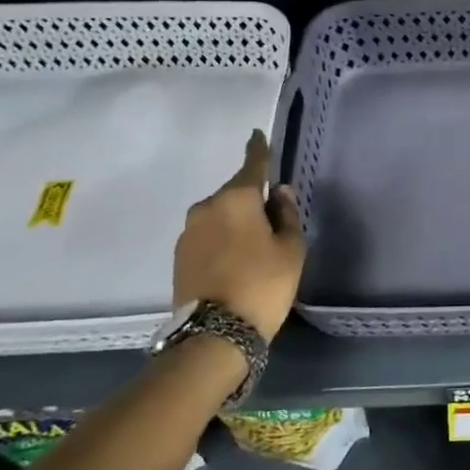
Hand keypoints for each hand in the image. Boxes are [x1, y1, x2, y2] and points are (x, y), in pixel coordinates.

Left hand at [172, 130, 303, 340]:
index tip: (256, 135)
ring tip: (253, 246)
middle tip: (271, 220)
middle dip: (251, 199)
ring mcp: (188, 232)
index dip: (258, 149)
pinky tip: (235, 260)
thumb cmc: (263, 284)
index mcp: (237, 198)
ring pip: (219, 215)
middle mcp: (207, 207)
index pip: (252, 164)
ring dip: (235, 221)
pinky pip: (207, 235)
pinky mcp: (178, 256)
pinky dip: (221, 239)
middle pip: (235, 193)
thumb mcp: (291, 248)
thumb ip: (286, 214)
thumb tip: (278, 192)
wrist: (215, 334)